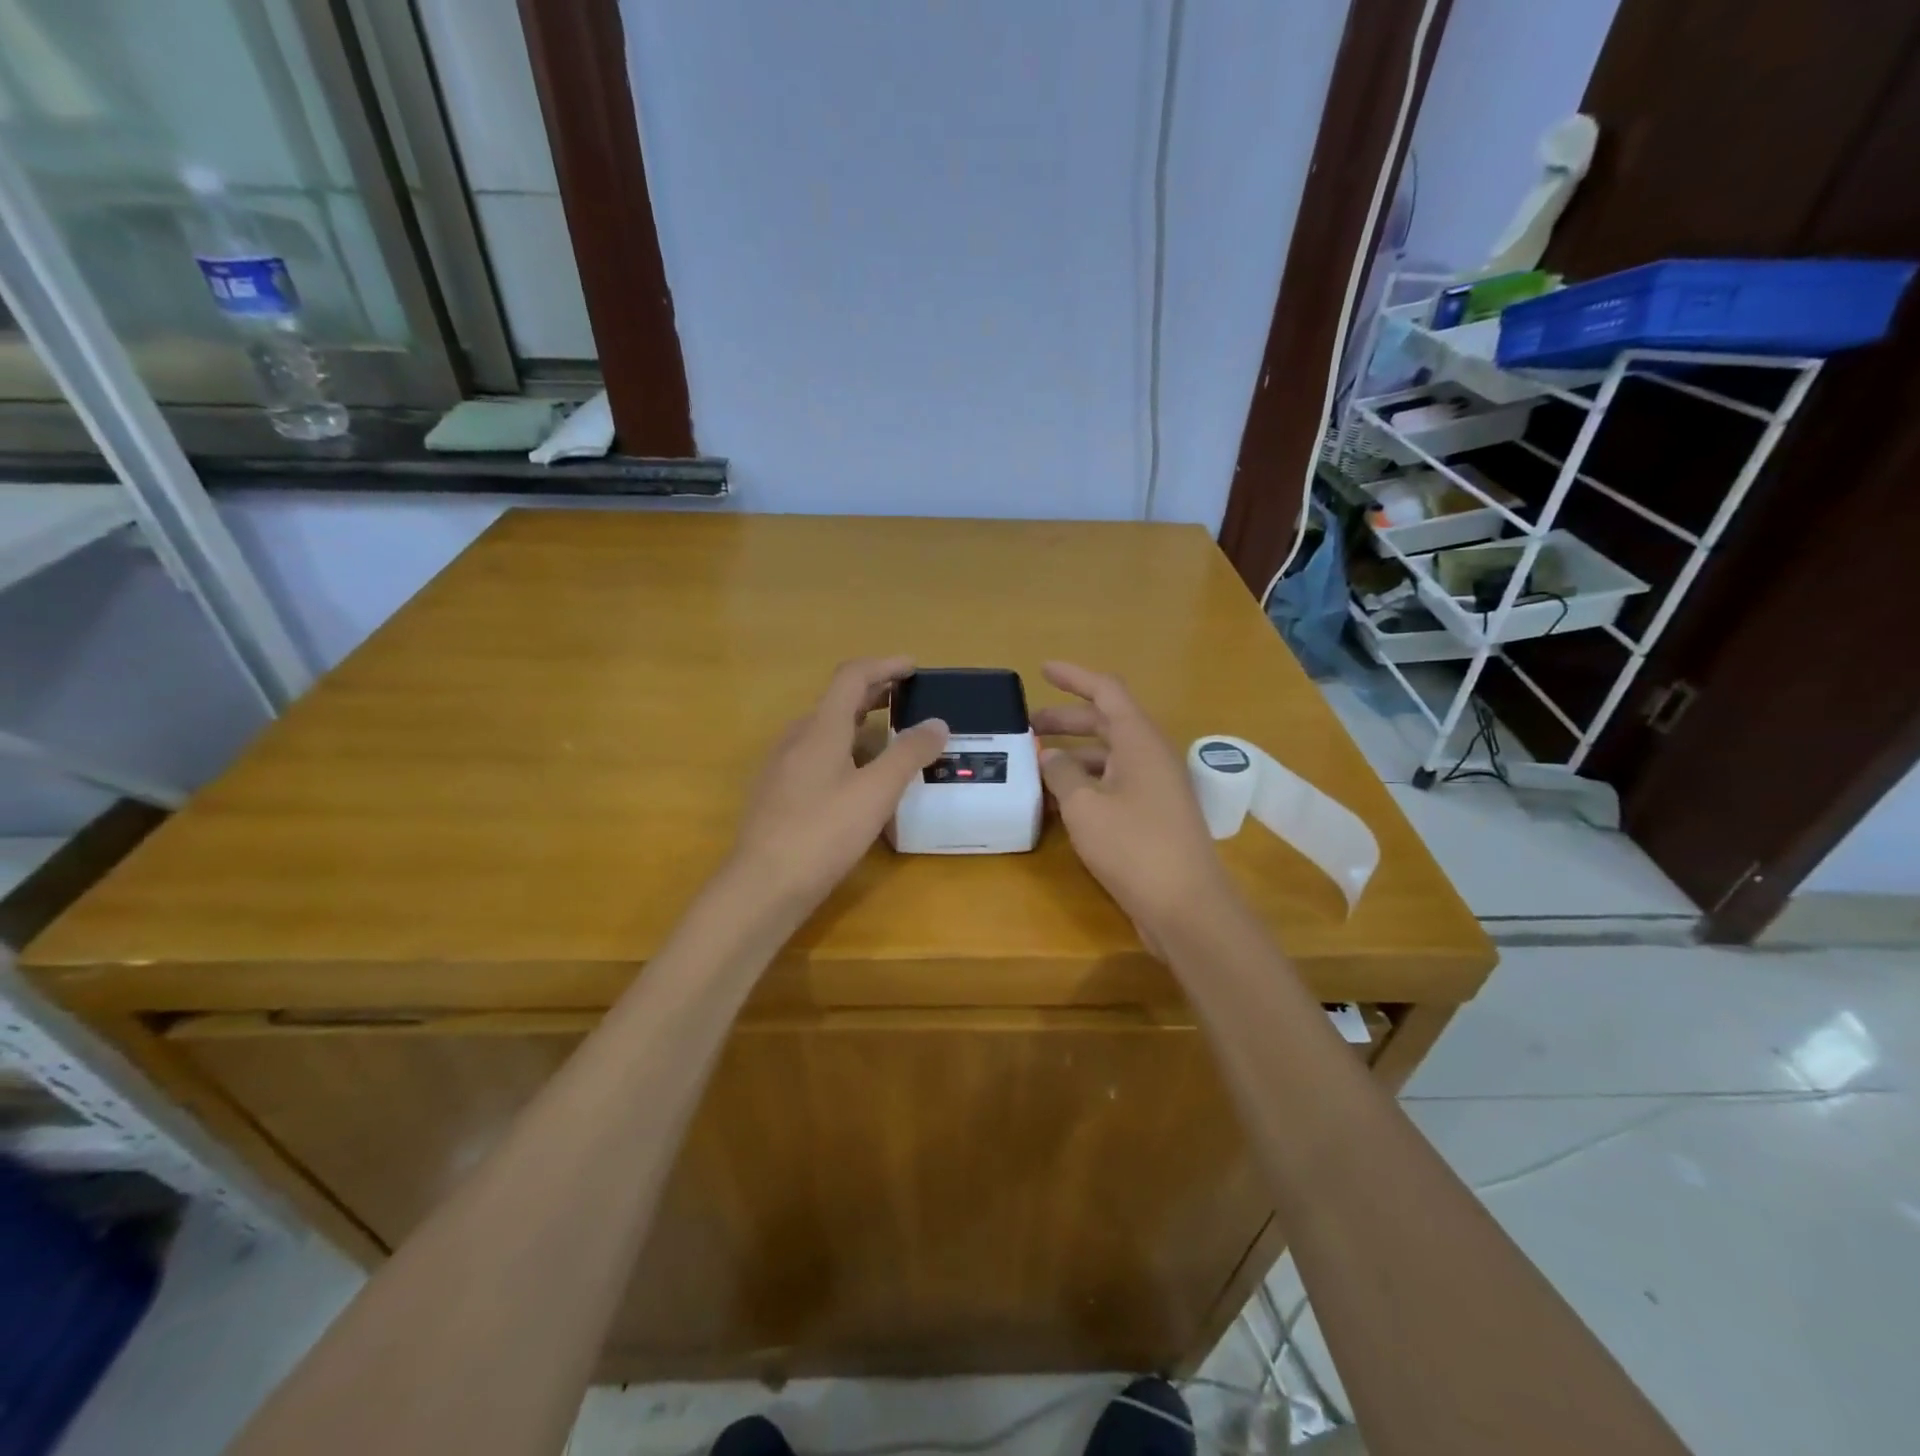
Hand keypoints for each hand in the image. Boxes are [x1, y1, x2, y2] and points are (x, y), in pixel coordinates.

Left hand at [729, 658, 948, 912]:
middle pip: (838, 701)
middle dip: (874, 692)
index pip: (852, 676)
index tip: (913, 667)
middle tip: (908, 698)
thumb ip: (908, 754)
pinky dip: (844, 751)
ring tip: (890, 739)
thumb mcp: (876, 792)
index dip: (884, 665)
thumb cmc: (823, 832)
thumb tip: (937, 723)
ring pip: (825, 730)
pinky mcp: (777, 793)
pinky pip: (816, 756)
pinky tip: (858, 780)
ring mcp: (782, 766)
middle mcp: (797, 738)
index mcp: (820, 728)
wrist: (762, 885)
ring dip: (859, 724)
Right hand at [1032, 661, 1236, 946]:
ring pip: (1109, 757)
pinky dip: (1086, 784)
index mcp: (1139, 741)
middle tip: (1028, 727)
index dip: (1074, 677)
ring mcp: (1155, 787)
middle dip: (1066, 720)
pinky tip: (1058, 803)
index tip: (1042, 670)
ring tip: (1035, 766)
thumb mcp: (1085, 806)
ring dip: (1073, 756)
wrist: (1186, 907)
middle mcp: (1151, 756)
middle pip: (1106, 723)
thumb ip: (1062, 773)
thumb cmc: (1134, 847)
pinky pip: (1114, 785)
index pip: (1106, 691)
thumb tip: (1050, 755)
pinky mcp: (1153, 816)